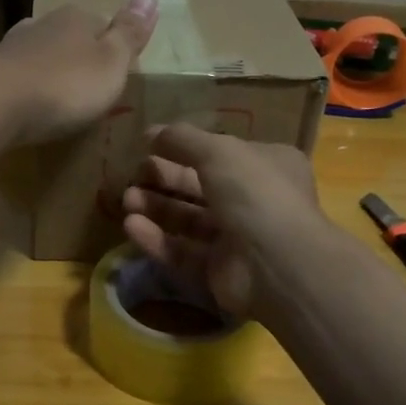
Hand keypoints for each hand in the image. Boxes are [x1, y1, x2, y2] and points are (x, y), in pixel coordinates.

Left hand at [0, 0, 157, 146]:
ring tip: (59, 98)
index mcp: (77, 18)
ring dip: (50, 72)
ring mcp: (13, 46)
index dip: (111, 47)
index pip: (102, 24)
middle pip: (69, 38)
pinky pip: (18, 77)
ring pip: (41, 54)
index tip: (116, 71)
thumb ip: (129, 33)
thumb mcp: (112, 62)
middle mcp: (43, 23)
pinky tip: (28, 103)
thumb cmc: (65, 84)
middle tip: (89, 88)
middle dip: (78, 58)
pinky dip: (27, 87)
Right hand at [121, 123, 322, 316]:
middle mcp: (255, 200)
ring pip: (189, 220)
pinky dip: (158, 240)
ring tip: (127, 200)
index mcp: (267, 165)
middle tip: (134, 175)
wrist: (278, 264)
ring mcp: (238, 239)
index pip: (221, 152)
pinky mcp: (219, 272)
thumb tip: (150, 132)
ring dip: (157, 208)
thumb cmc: (255, 193)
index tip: (148, 144)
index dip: (184, 147)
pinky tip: (131, 227)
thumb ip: (183, 139)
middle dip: (164, 179)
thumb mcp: (218, 151)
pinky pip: (183, 252)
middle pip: (200, 187)